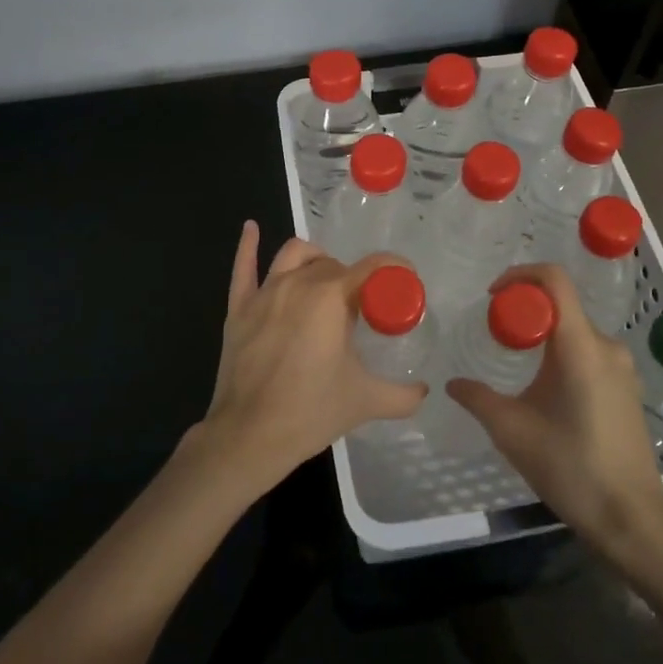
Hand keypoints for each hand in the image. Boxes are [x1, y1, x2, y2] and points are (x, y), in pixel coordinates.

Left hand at [193, 221, 427, 497]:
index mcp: (331, 297)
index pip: (372, 268)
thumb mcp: (367, 401)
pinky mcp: (238, 308)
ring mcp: (264, 293)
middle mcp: (298, 283)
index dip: (394, 269)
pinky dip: (248, 245)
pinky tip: (251, 228)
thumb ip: (404, 395)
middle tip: (363, 310)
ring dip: (316, 260)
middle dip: (353, 280)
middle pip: (334, 264)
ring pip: (294, 255)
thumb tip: (424, 392)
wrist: (250, 435)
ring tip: (326, 280)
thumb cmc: (311, 411)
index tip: (406, 280)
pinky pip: (243, 267)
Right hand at [447, 264, 662, 546]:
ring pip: (574, 331)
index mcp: (581, 347)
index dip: (520, 275)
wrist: (631, 518)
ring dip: (543, 336)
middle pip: (562, 305)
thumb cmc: (570, 468)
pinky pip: (589, 353)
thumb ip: (478, 399)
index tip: (492, 296)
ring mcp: (622, 368)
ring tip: (515, 364)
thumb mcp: (512, 431)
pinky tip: (544, 390)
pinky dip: (561, 355)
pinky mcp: (627, 388)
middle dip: (525, 312)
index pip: (554, 281)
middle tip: (495, 335)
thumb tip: (452, 383)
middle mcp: (606, 346)